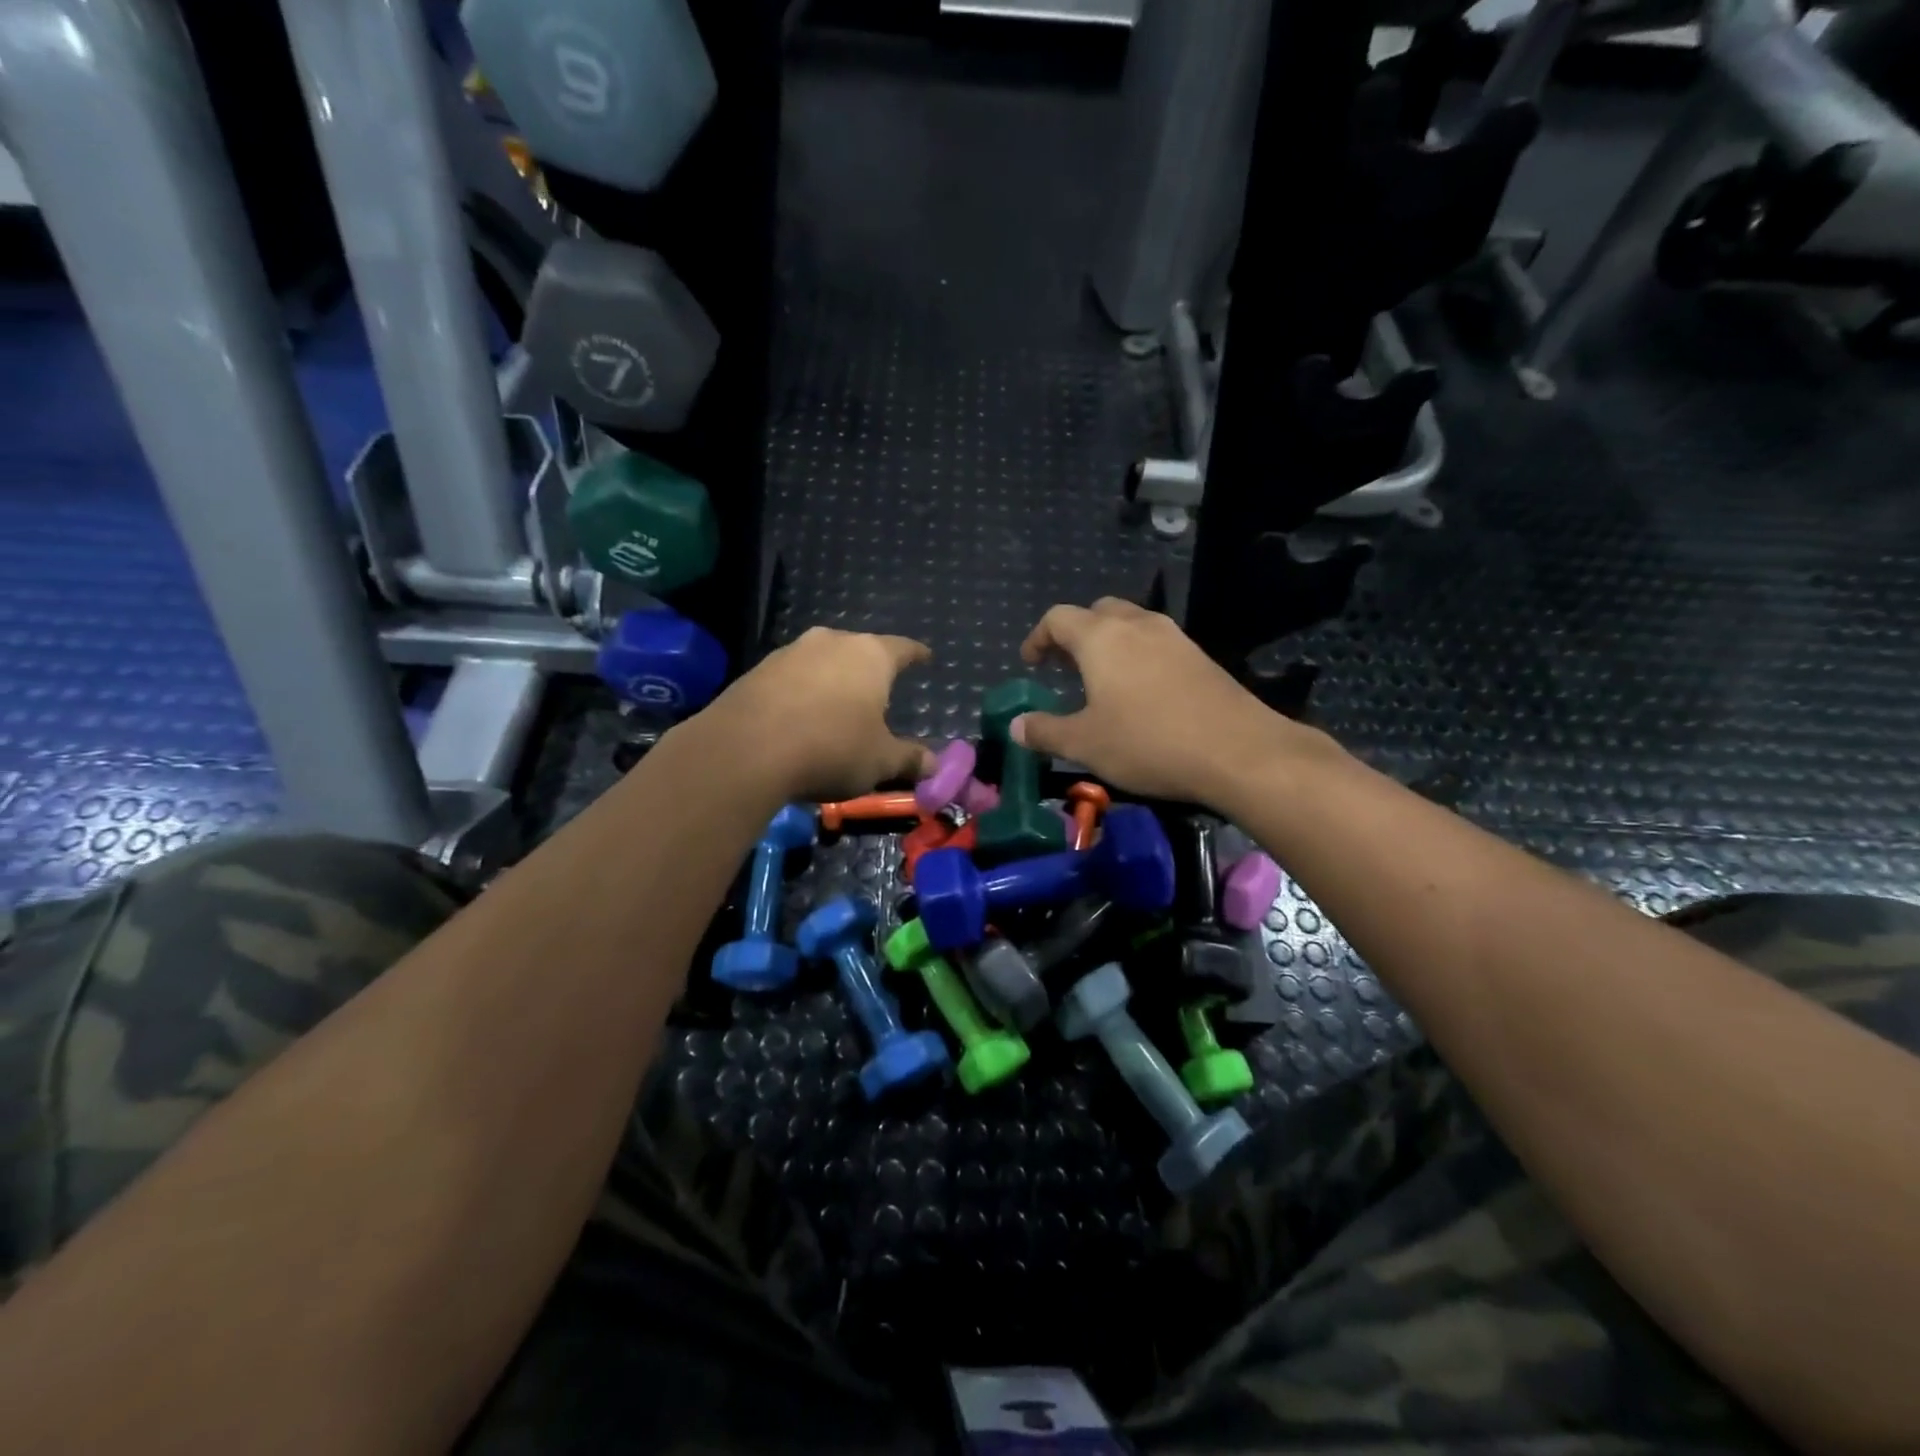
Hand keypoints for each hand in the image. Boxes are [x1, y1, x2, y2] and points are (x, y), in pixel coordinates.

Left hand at [701, 627, 935, 801]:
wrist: (745, 751)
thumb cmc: (831, 749)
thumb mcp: (880, 761)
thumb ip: (909, 759)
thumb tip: (934, 764)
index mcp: (870, 656)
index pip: (903, 649)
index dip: (917, 655)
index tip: (926, 657)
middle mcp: (831, 642)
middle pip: (859, 650)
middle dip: (870, 670)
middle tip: (878, 691)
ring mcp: (790, 653)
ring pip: (822, 662)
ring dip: (832, 680)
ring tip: (837, 706)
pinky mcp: (756, 671)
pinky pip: (792, 678)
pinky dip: (802, 693)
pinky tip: (800, 718)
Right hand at [1012, 599, 1335, 805]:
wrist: (1238, 751)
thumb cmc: (1148, 742)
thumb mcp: (1085, 744)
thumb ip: (1046, 732)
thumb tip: (1016, 726)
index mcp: (1101, 638)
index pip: (1058, 618)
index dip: (1038, 638)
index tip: (1031, 663)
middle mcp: (1137, 625)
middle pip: (1098, 612)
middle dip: (1075, 635)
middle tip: (1065, 668)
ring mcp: (1174, 638)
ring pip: (1132, 625)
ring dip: (1110, 644)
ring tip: (1101, 681)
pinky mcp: (1201, 657)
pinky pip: (1157, 644)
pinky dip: (1138, 657)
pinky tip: (1141, 694)